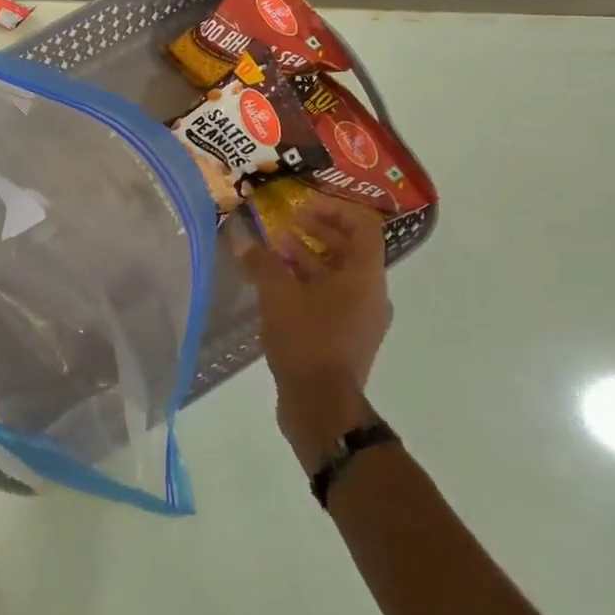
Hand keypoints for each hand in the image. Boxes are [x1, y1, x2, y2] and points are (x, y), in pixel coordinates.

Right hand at [239, 198, 391, 472]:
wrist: (322, 406)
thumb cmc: (307, 339)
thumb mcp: (277, 294)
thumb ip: (261, 262)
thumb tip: (242, 240)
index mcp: (365, 275)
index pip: (363, 225)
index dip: (334, 209)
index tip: (302, 208)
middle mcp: (371, 293)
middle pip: (351, 249)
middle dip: (318, 232)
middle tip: (286, 225)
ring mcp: (362, 319)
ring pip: (340, 276)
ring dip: (310, 259)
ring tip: (276, 253)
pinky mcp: (348, 339)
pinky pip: (333, 300)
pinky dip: (310, 286)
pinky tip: (278, 289)